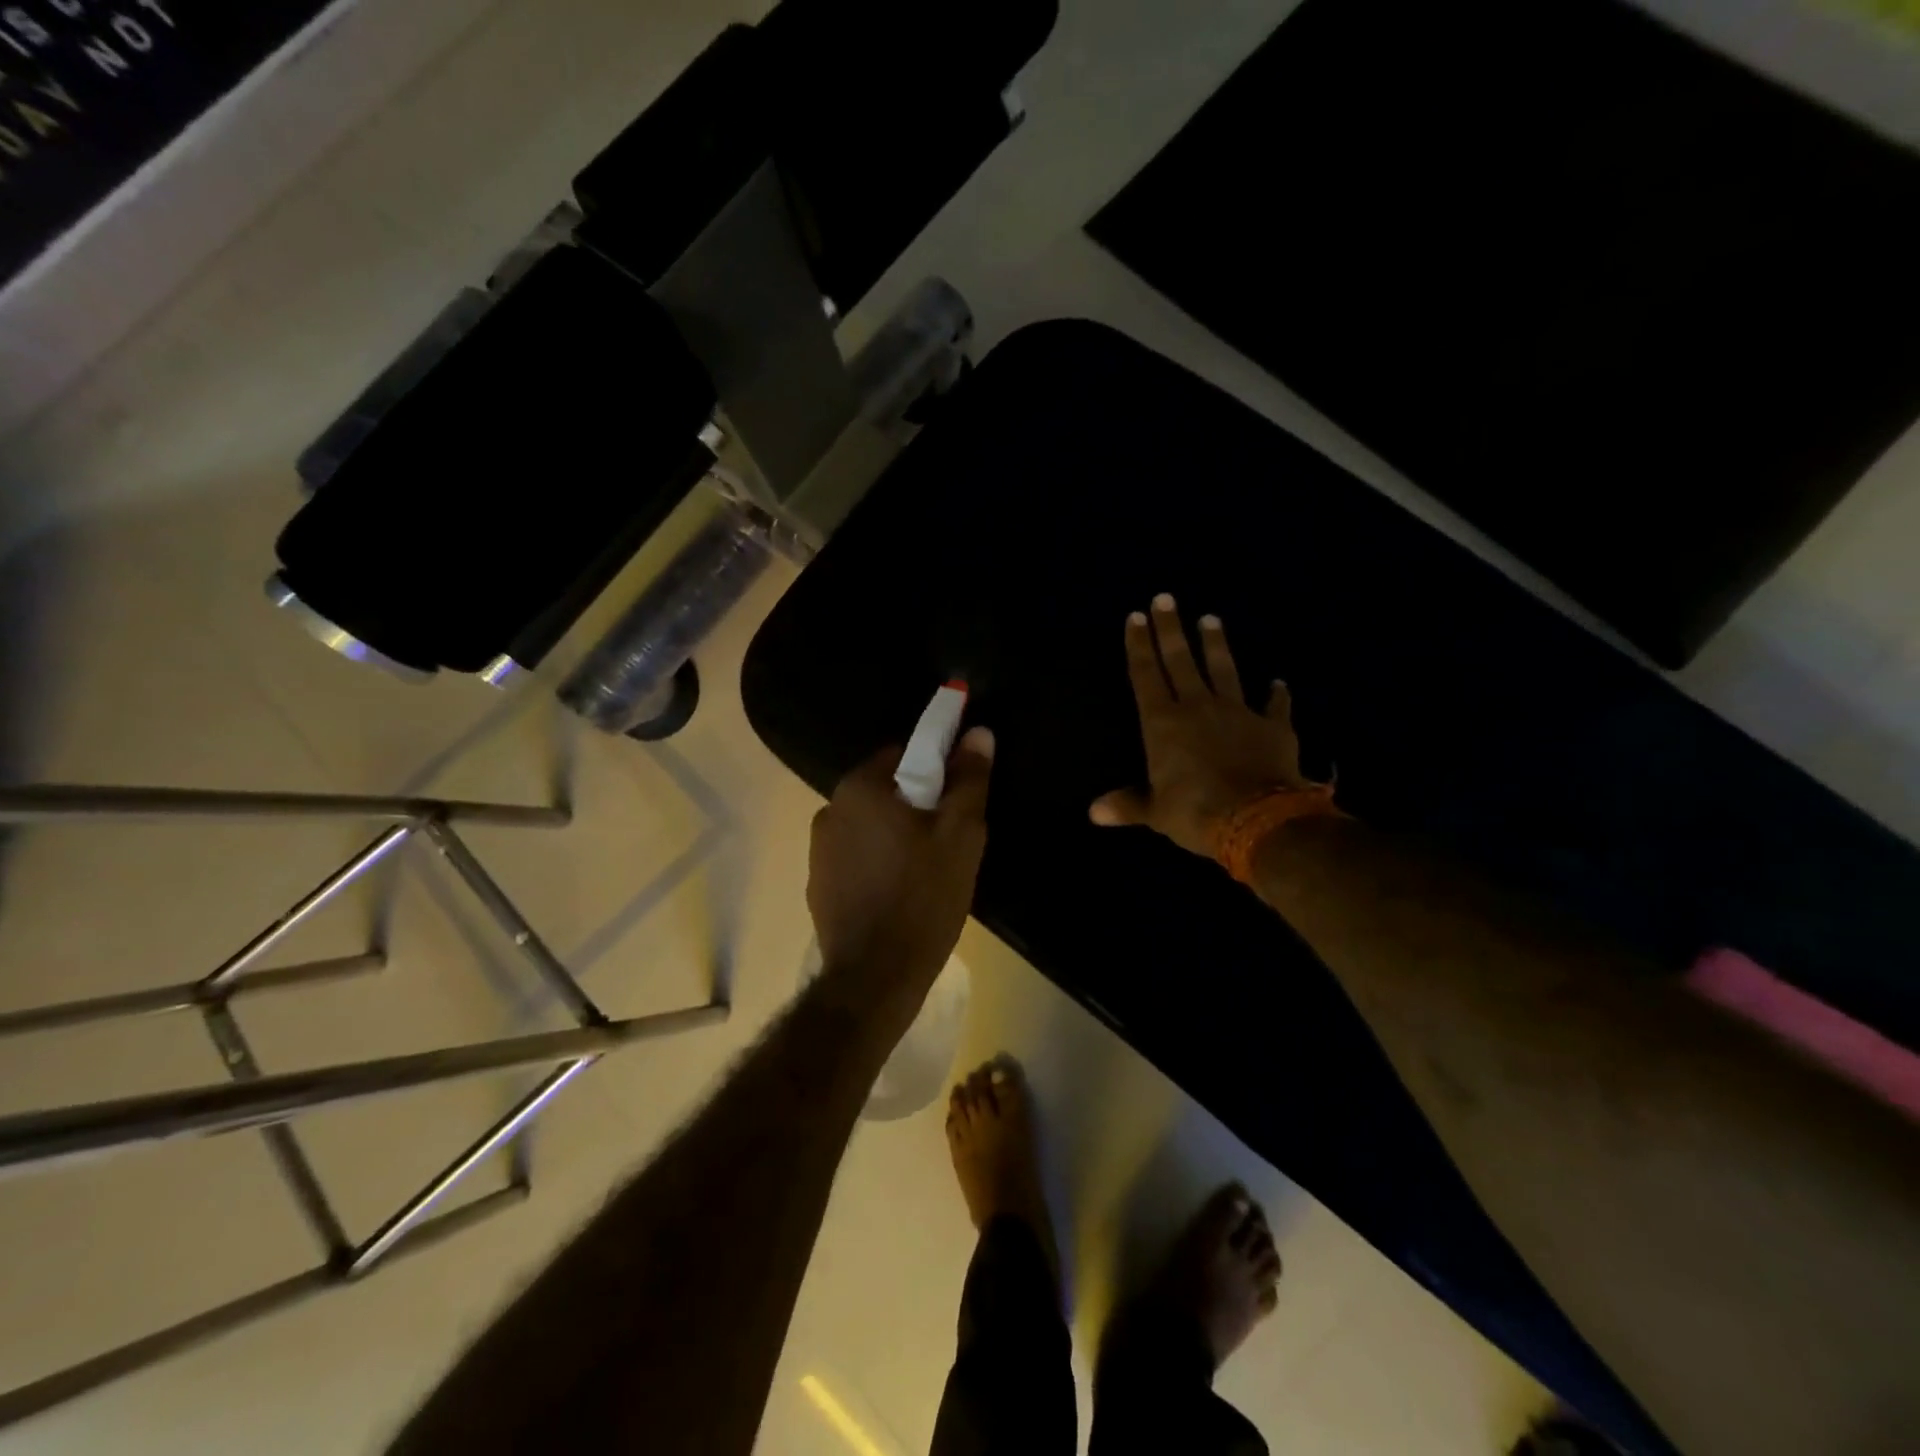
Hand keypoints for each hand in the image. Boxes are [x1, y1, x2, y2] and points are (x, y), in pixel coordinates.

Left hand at [808, 728, 994, 1013]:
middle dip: (918, 805)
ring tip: (928, 870)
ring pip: (871, 825)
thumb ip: (969, 780)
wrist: (874, 977)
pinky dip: (878, 862)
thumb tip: (977, 733)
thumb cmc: (923, 898)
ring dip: (897, 834)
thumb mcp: (960, 836)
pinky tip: (900, 892)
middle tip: (950, 838)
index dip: (938, 769)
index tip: (959, 797)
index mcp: (861, 788)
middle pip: (886, 790)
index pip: (904, 753)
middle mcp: (829, 808)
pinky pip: (856, 856)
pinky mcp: (818, 883)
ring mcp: (818, 849)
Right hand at [1091, 595, 1307, 857]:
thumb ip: (1128, 804)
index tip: (1135, 617)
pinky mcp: (1272, 726)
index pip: (1145, 675)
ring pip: (1223, 670)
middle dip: (1170, 629)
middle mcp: (1197, 707)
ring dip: (1216, 644)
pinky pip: (1275, 706)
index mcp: (1163, 724)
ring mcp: (1237, 712)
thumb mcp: (1155, 811)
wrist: (1257, 819)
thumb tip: (1094, 812)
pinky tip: (1279, 683)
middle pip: (1180, 661)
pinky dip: (1277, 695)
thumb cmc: (1195, 812)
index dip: (1138, 646)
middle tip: (1165, 598)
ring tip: (1211, 618)